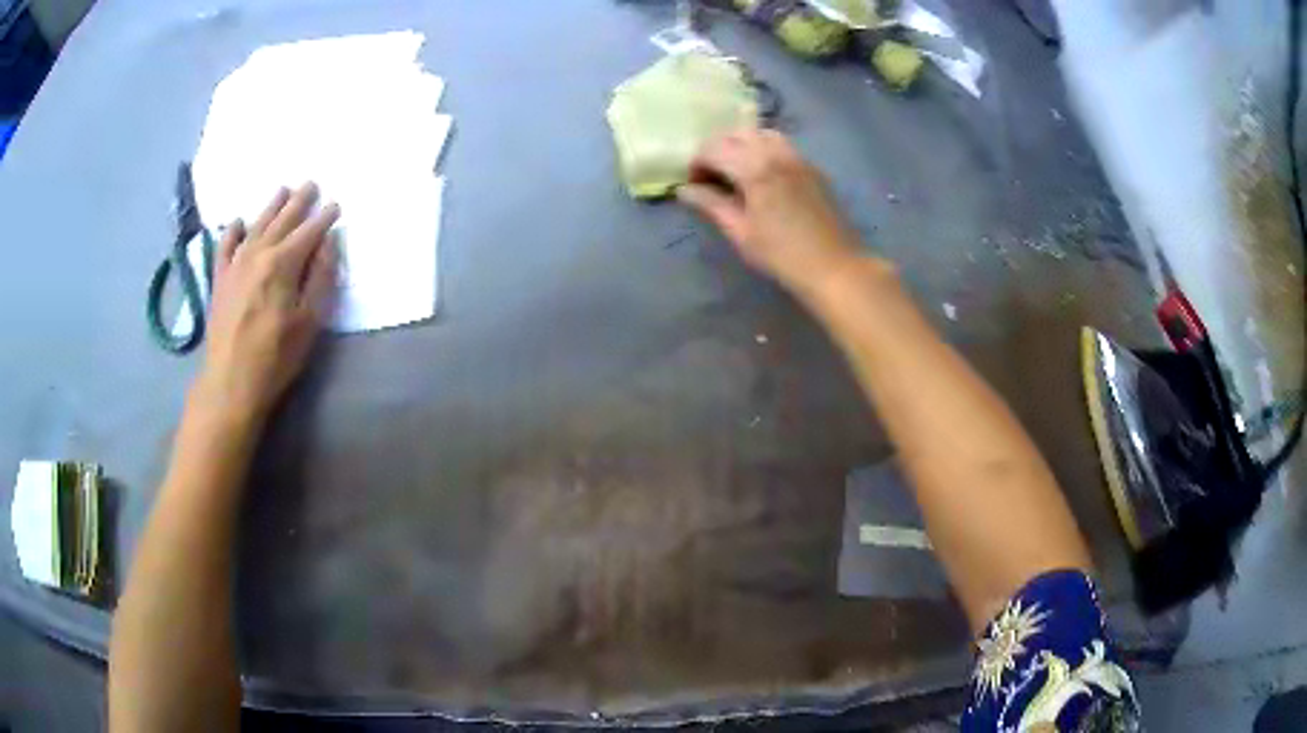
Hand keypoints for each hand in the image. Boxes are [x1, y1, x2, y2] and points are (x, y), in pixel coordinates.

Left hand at [194, 183, 340, 425]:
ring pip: (256, 225)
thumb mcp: (309, 321)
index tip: (336, 205)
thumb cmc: (276, 356)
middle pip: (282, 221)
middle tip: (311, 184)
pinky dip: (233, 230)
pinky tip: (238, 222)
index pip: (309, 232)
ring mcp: (235, 264)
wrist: (230, 382)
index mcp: (283, 263)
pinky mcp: (219, 279)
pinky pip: (225, 245)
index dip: (324, 218)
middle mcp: (258, 254)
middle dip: (299, 202)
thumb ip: (320, 278)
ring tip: (283, 190)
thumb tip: (328, 243)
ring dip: (271, 206)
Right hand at [677, 129, 862, 295]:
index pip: (714, 149)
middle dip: (717, 148)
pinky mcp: (811, 167)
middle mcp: (776, 153)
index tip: (693, 185)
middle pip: (736, 134)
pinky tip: (762, 175)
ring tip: (735, 171)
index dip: (697, 163)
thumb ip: (711, 204)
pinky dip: (763, 149)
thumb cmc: (782, 254)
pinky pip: (781, 145)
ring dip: (741, 144)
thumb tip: (684, 190)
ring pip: (761, 133)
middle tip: (710, 175)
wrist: (834, 266)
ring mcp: (797, 157)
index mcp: (755, 168)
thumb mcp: (740, 232)